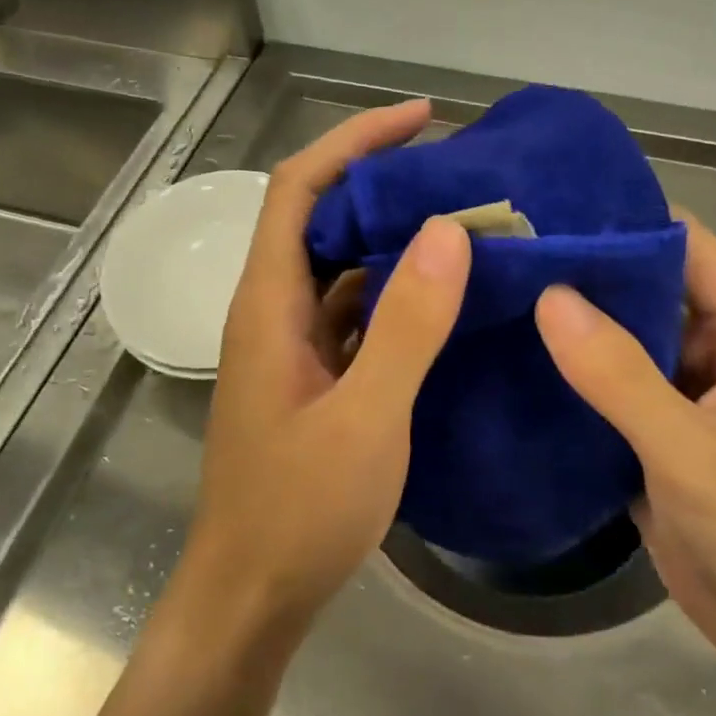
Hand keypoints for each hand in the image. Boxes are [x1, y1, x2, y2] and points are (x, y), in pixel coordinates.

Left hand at [179, 100, 471, 644]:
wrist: (252, 596)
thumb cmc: (299, 511)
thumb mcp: (365, 418)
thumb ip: (407, 326)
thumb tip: (448, 231)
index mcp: (268, 305)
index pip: (299, 190)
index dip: (353, 143)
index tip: (419, 119)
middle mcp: (273, 313)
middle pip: (318, 220)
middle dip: (380, 185)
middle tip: (455, 173)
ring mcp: (292, 349)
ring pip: (340, 269)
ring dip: (392, 242)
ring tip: (462, 225)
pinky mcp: (312, 380)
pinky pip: (354, 316)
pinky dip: (395, 295)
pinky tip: (443, 300)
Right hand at [534, 212, 715, 684]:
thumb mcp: (695, 452)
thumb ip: (620, 375)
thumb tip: (548, 295)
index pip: (680, 244)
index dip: (617, 222)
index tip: (540, 212)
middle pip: (641, 287)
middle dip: (578, 274)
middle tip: (496, 258)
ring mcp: (684, 394)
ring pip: (618, 340)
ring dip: (566, 328)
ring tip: (488, 300)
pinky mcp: (657, 436)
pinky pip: (607, 390)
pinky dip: (568, 379)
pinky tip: (508, 366)